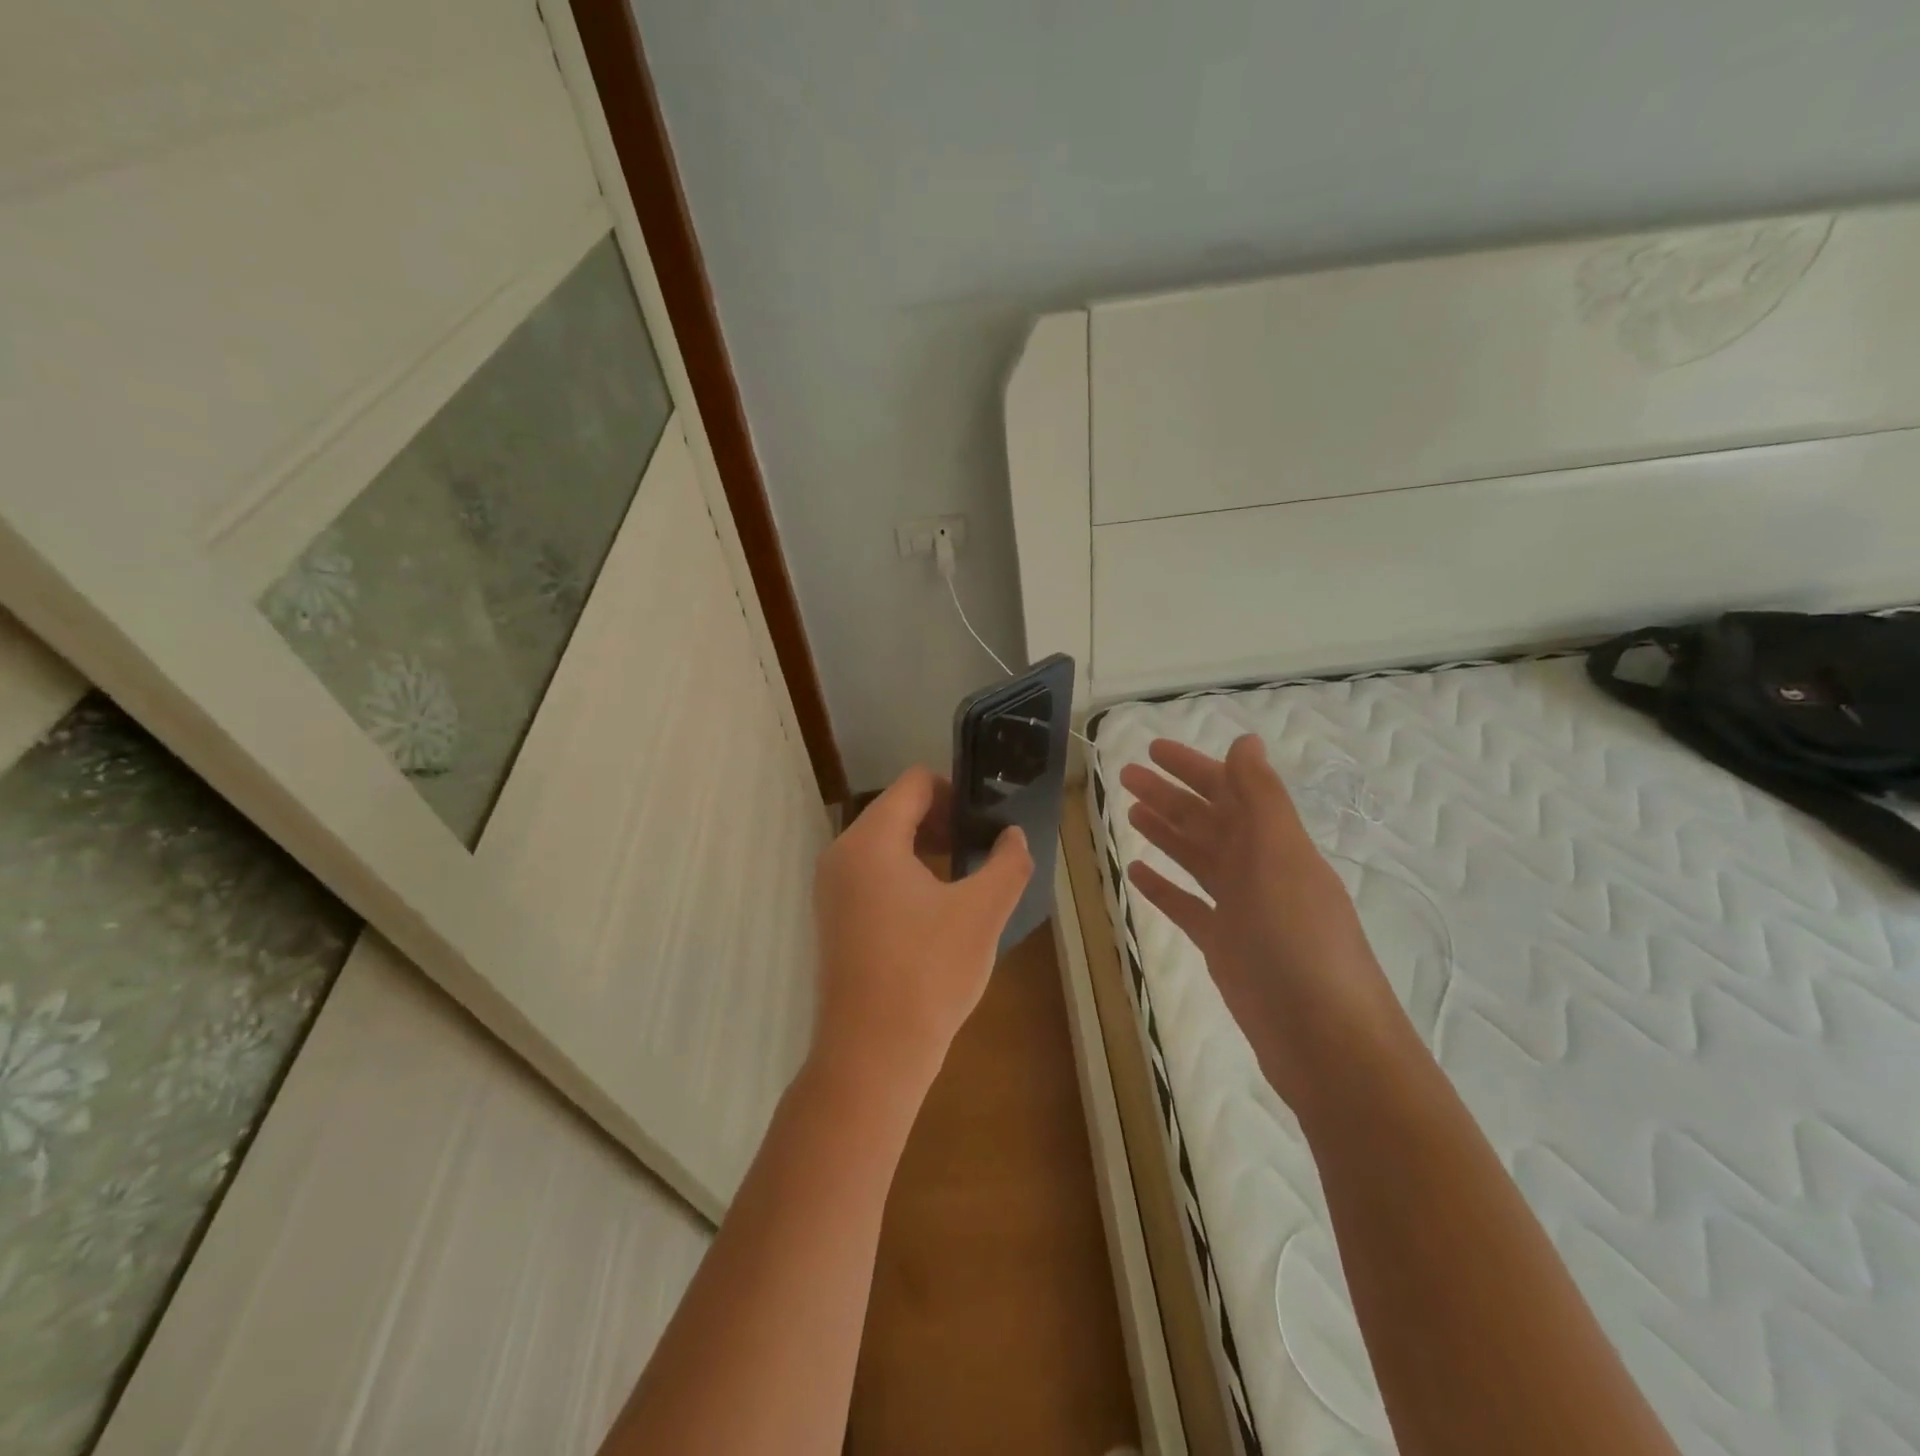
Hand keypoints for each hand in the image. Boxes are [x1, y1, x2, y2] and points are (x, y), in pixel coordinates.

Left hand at [812, 766, 1032, 1100]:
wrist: (872, 1055)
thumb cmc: (928, 974)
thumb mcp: (982, 913)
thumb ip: (1007, 863)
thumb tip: (1013, 836)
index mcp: (871, 841)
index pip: (915, 784)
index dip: (956, 789)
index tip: (989, 817)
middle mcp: (842, 854)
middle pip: (897, 810)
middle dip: (944, 820)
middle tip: (984, 847)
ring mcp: (832, 889)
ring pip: (885, 844)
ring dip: (927, 848)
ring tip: (967, 876)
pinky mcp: (834, 918)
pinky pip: (873, 874)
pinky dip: (906, 874)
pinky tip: (938, 909)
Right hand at [1120, 735, 1405, 1110]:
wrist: (1324, 1040)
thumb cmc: (1300, 939)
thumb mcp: (1281, 856)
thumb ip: (1261, 797)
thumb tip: (1246, 741)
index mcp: (1275, 842)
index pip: (1229, 790)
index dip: (1192, 766)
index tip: (1152, 749)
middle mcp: (1259, 869)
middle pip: (1207, 821)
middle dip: (1169, 795)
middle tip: (1126, 775)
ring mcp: (1242, 909)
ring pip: (1196, 858)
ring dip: (1165, 833)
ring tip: (1130, 812)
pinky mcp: (1225, 947)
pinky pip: (1187, 906)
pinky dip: (1163, 887)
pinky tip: (1136, 872)